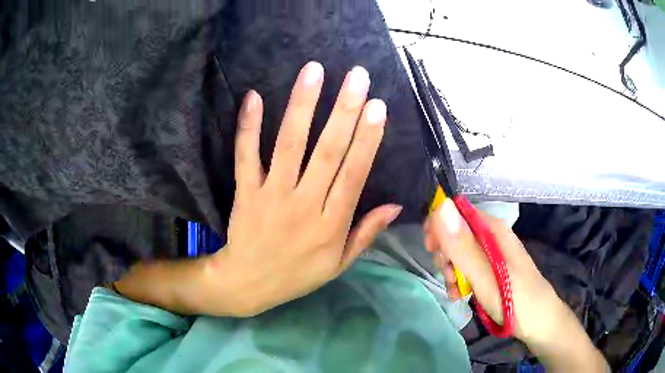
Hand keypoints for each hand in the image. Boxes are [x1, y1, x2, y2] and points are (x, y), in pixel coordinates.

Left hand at [208, 62, 401, 316]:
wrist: (248, 284)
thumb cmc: (297, 274)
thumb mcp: (339, 264)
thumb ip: (366, 233)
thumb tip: (395, 204)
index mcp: (331, 224)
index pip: (354, 175)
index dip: (367, 140)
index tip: (378, 107)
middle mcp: (304, 205)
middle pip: (327, 152)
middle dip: (344, 111)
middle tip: (357, 76)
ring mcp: (271, 196)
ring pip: (289, 146)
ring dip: (302, 106)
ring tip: (313, 72)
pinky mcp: (245, 192)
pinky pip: (246, 156)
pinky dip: (249, 127)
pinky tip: (253, 97)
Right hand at [424, 199, 568, 342]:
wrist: (539, 322)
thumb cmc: (515, 300)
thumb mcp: (485, 276)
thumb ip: (462, 245)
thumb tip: (440, 206)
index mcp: (493, 229)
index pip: (457, 212)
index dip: (440, 227)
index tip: (432, 250)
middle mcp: (492, 236)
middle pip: (456, 234)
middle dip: (446, 255)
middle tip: (448, 277)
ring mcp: (492, 254)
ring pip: (460, 253)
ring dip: (451, 271)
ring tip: (455, 292)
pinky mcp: (492, 269)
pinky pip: (468, 267)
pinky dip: (460, 280)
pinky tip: (460, 295)